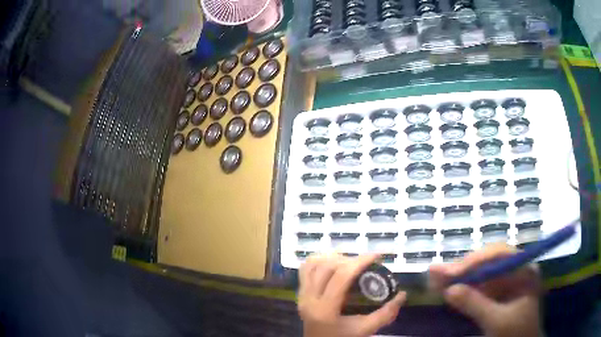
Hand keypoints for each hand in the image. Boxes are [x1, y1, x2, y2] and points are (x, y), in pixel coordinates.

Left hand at [298, 253, 406, 336]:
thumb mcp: (365, 329)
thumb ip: (385, 314)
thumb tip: (403, 294)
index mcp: (325, 309)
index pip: (341, 276)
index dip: (360, 261)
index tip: (376, 256)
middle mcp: (309, 299)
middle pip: (326, 267)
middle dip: (349, 259)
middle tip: (366, 262)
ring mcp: (301, 295)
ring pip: (313, 264)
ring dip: (333, 258)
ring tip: (351, 262)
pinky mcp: (299, 293)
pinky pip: (305, 269)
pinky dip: (319, 260)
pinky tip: (333, 264)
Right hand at [429, 244, 541, 336]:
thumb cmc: (516, 333)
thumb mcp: (497, 321)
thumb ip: (476, 305)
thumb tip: (449, 290)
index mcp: (524, 270)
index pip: (499, 255)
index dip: (474, 261)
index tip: (451, 273)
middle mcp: (517, 269)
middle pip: (488, 261)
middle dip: (462, 268)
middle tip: (436, 272)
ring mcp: (508, 280)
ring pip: (481, 272)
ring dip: (459, 276)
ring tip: (435, 276)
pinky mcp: (499, 291)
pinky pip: (480, 284)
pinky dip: (463, 286)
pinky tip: (447, 285)